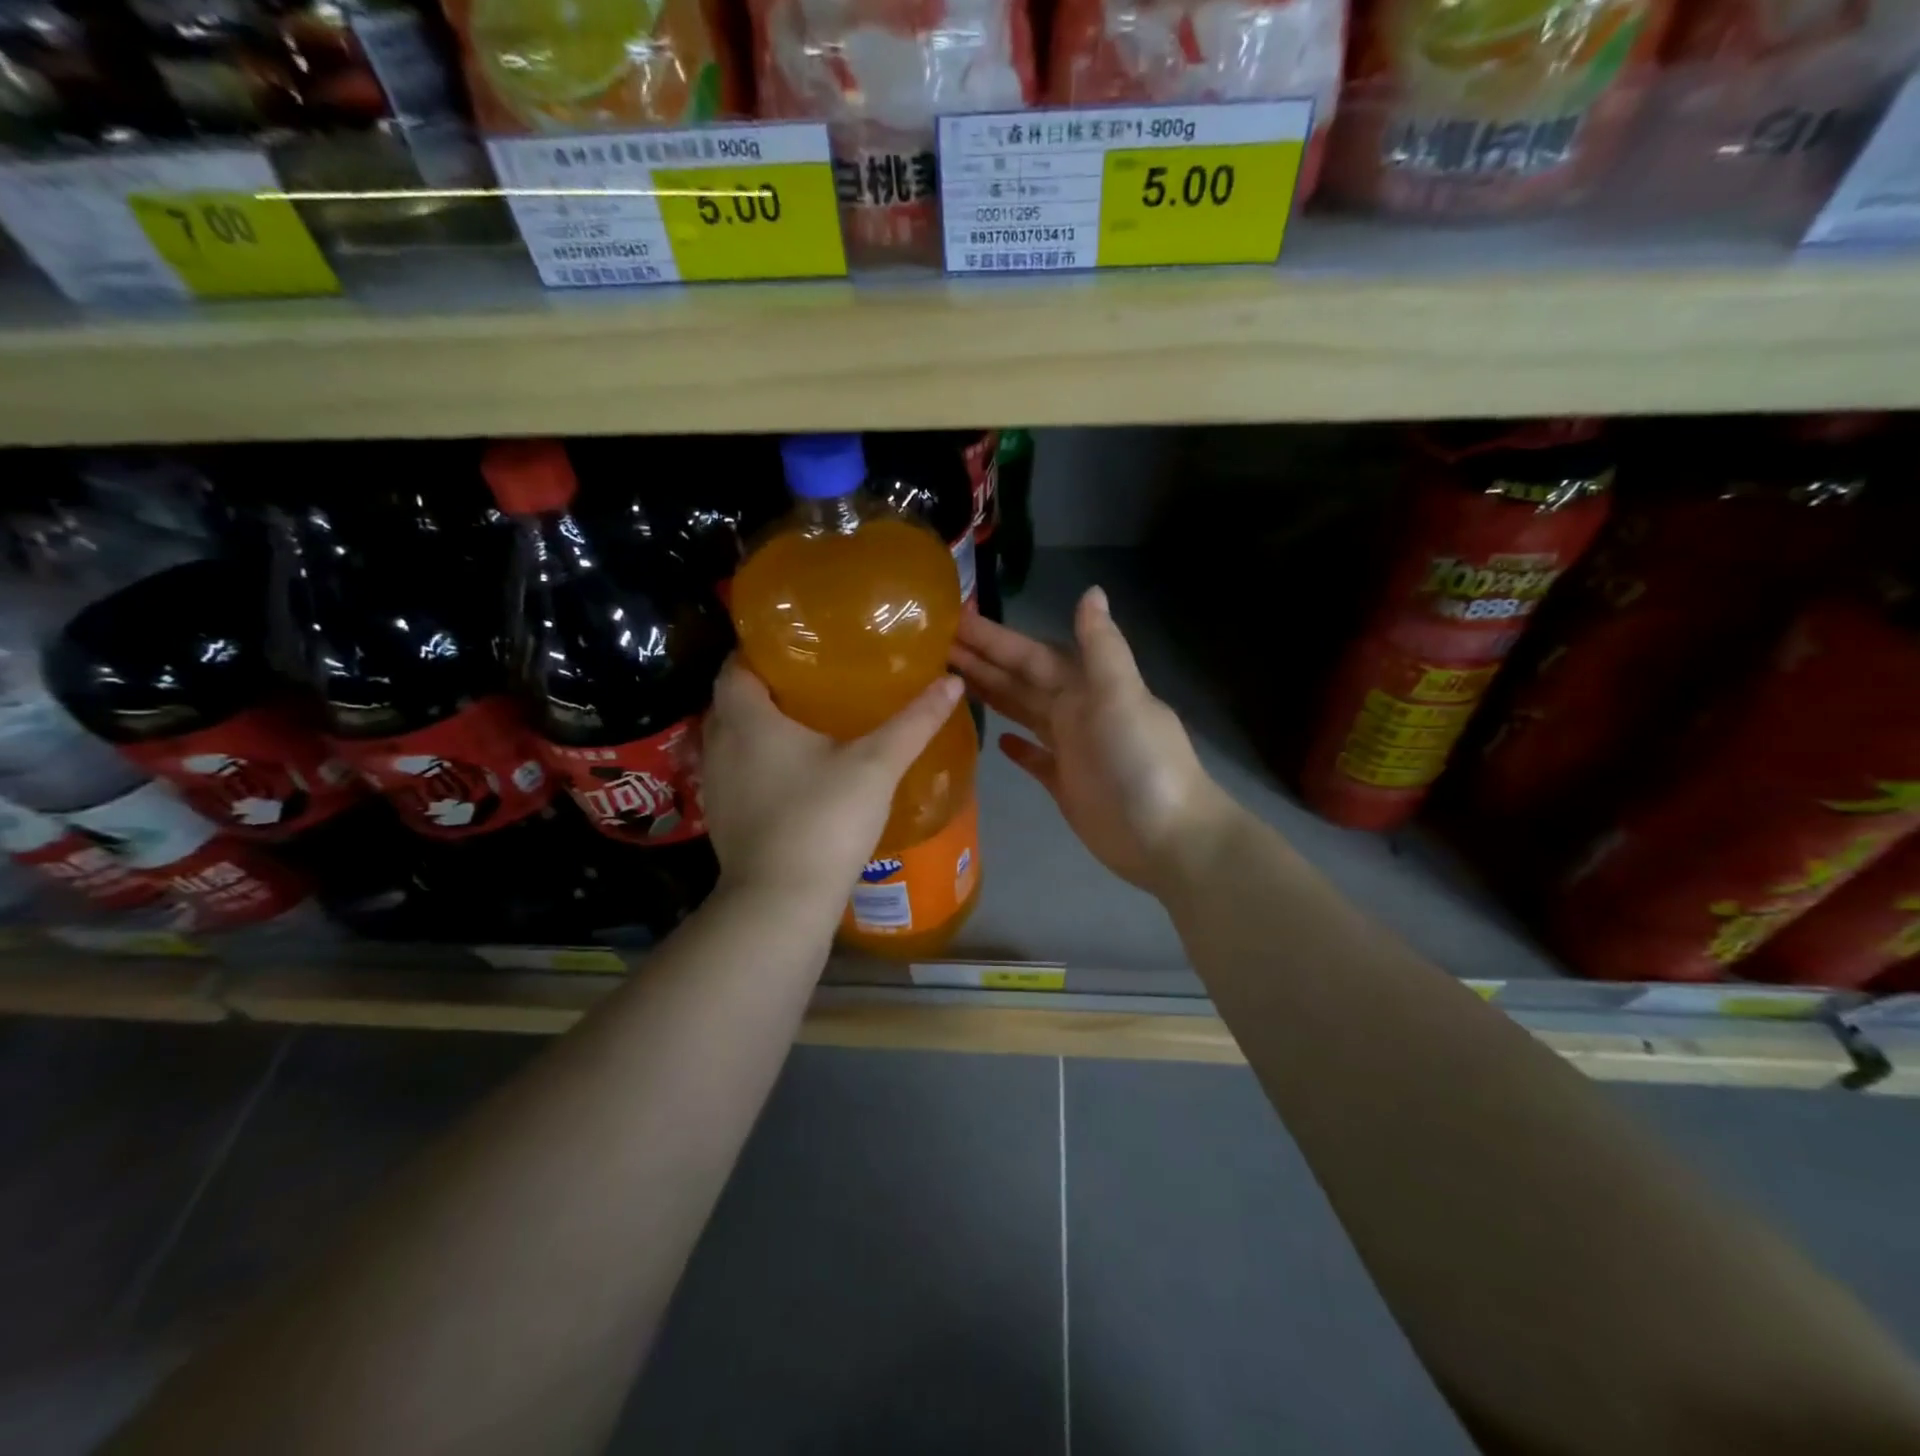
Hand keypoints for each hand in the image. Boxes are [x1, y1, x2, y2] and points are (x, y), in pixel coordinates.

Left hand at [702, 655, 963, 906]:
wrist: (782, 903)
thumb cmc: (823, 819)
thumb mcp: (876, 764)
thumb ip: (914, 721)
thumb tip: (951, 681)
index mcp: (746, 717)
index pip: (738, 663)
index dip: (765, 648)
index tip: (803, 645)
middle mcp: (719, 743)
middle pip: (734, 699)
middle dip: (769, 686)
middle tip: (817, 679)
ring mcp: (717, 784)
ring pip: (735, 738)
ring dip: (764, 726)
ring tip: (811, 722)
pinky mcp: (724, 818)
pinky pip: (740, 772)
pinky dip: (762, 762)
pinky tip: (799, 773)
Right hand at [951, 587, 1229, 891]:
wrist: (1166, 837)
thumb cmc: (1141, 762)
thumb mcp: (1122, 696)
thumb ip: (1101, 647)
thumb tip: (1091, 591)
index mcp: (1087, 687)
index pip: (1031, 655)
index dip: (995, 639)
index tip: (955, 620)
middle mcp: (1076, 711)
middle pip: (1022, 681)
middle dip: (983, 663)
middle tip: (935, 648)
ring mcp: (1071, 749)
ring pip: (1023, 713)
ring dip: (993, 696)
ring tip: (951, 682)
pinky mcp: (1065, 785)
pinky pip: (1035, 758)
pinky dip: (1018, 748)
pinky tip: (996, 739)